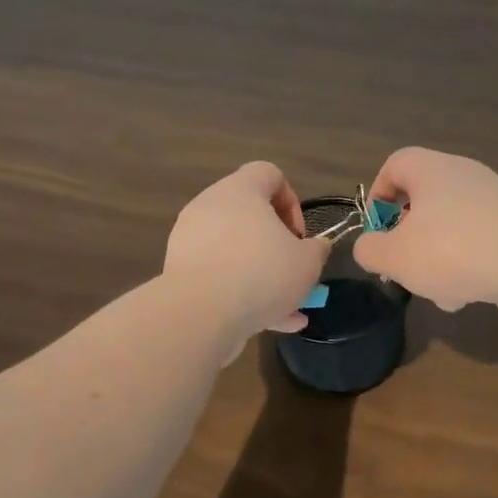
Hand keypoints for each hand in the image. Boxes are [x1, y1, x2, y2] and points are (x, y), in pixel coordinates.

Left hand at [162, 161, 328, 349]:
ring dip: (262, 277)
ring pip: (234, 252)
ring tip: (287, 309)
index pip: (269, 174)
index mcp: (240, 190)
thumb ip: (317, 250)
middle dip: (276, 246)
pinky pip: (218, 276)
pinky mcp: (180, 271)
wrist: (200, 313)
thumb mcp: (307, 263)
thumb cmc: (262, 273)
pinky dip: (241, 294)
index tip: (299, 236)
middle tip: (291, 271)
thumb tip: (317, 246)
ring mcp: (190, 239)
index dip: (291, 201)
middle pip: (249, 216)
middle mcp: (209, 206)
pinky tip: (268, 323)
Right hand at [352, 148, 497, 319]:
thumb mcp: (395, 256)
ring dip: (438, 260)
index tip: (376, 228)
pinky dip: (468, 267)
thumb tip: (370, 247)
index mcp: (433, 170)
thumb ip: (370, 250)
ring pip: (451, 228)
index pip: (397, 163)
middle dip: (409, 238)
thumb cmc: (452, 251)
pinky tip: (467, 297)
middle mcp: (465, 177)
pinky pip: (479, 244)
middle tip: (403, 264)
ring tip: (438, 292)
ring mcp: (494, 203)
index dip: (378, 193)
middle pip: (424, 201)